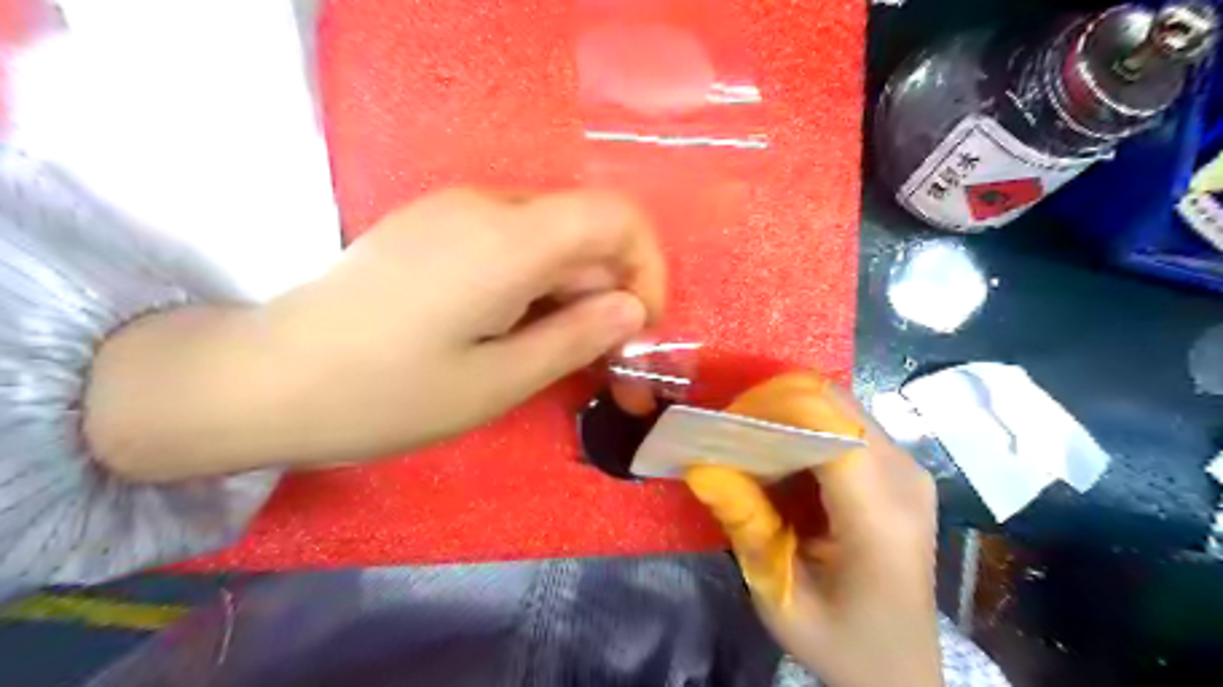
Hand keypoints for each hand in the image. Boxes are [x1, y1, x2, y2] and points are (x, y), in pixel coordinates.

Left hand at [87, 185, 665, 476]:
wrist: (264, 378)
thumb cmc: (385, 394)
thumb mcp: (498, 382)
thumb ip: (577, 337)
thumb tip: (632, 309)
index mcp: (508, 239)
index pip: (617, 216)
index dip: (647, 267)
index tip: (639, 328)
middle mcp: (487, 206)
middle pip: (586, 233)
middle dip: (613, 296)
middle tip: (610, 369)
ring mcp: (455, 212)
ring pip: (552, 242)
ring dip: (576, 297)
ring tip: (566, 360)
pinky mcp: (435, 229)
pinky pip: (514, 246)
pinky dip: (539, 288)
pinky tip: (520, 334)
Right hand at [684, 372, 939, 686]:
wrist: (901, 668)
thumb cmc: (841, 642)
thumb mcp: (780, 595)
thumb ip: (745, 524)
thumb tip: (701, 465)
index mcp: (879, 514)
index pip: (828, 424)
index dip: (771, 408)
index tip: (724, 423)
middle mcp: (904, 477)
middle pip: (834, 404)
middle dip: (774, 405)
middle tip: (730, 431)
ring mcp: (908, 469)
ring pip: (838, 408)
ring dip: (788, 414)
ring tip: (749, 443)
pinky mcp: (901, 470)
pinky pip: (846, 426)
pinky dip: (806, 428)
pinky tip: (781, 458)